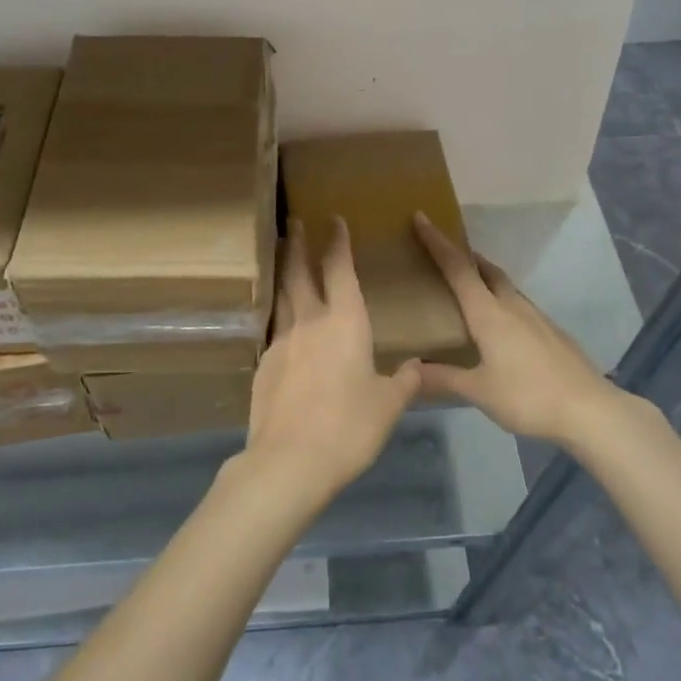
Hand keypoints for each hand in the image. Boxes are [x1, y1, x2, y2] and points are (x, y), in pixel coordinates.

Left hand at [244, 219, 420, 499]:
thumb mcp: (388, 406)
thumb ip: (404, 382)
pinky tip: (284, 328)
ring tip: (282, 258)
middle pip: (300, 273)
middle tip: (293, 221)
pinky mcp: (263, 365)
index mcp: (345, 323)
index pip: (340, 270)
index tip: (334, 220)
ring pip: (282, 297)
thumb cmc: (349, 427)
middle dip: (298, 244)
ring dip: (283, 273)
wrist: (289, 460)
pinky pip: (274, 330)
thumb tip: (417, 367)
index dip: (338, 243)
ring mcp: (281, 342)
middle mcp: (310, 322)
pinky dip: (280, 318)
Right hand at [413, 212, 620, 445]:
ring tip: (469, 289)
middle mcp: (512, 306)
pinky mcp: (553, 332)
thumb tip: (410, 370)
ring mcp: (537, 318)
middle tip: (444, 255)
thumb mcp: (479, 391)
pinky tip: (502, 326)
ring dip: (485, 278)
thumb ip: (443, 379)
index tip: (421, 217)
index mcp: (489, 314)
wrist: (590, 410)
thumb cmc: (528, 397)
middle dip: (464, 256)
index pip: (458, 268)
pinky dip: (502, 302)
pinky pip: (520, 306)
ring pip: (505, 287)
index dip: (437, 242)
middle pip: (485, 269)